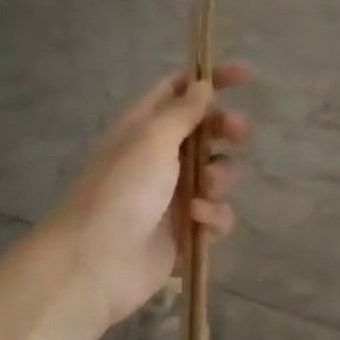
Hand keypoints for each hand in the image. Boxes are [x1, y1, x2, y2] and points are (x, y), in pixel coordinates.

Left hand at [29, 65, 248, 330]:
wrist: (94, 263)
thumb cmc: (121, 190)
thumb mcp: (152, 140)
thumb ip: (182, 111)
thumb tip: (203, 84)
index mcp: (145, 127)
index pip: (179, 90)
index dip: (210, 79)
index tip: (244, 76)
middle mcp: (160, 156)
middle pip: (205, 130)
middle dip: (225, 129)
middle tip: (237, 131)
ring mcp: (174, 194)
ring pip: (217, 173)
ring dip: (219, 177)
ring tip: (204, 190)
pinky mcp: (185, 229)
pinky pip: (216, 213)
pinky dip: (213, 215)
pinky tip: (197, 222)